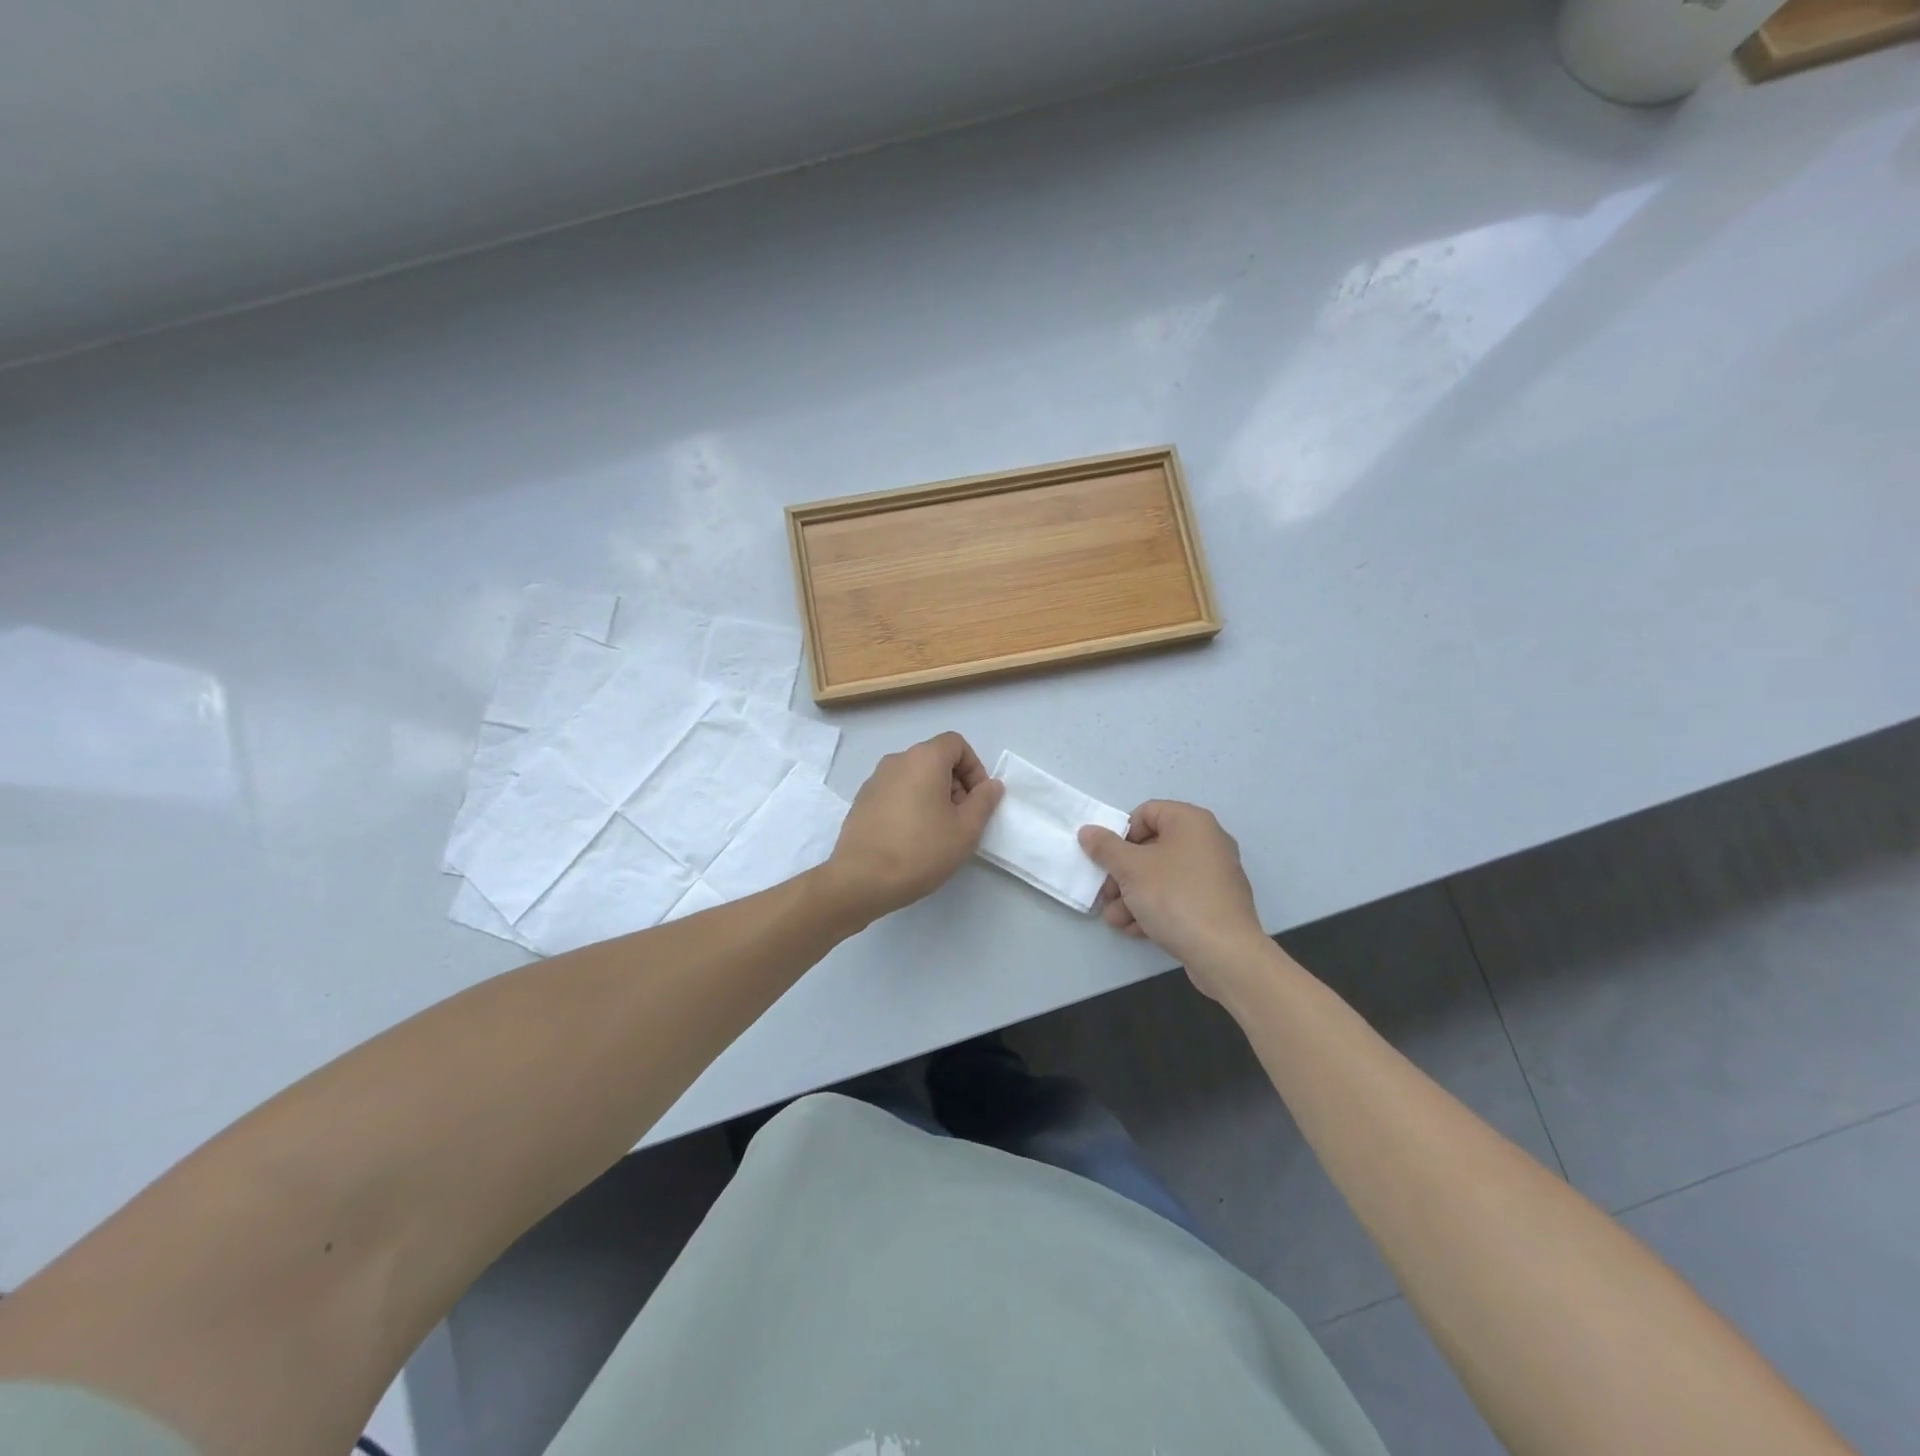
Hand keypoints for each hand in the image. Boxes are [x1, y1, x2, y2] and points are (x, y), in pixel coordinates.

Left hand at [826, 732, 1002, 921]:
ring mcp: (874, 780)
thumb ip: (984, 801)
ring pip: (914, 777)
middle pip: (935, 759)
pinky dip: (910, 805)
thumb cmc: (920, 850)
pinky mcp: (861, 802)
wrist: (861, 879)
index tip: (977, 800)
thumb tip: (991, 785)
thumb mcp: (966, 829)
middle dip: (955, 784)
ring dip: (932, 796)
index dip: (974, 768)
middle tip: (960, 820)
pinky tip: (910, 839)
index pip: (956, 744)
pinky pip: (895, 793)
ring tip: (937, 832)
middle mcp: (896, 760)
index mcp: (924, 758)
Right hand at [1078, 801, 1267, 997]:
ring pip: (1162, 876)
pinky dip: (1155, 907)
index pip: (1146, 813)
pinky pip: (1178, 896)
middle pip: (1151, 848)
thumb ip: (1105, 847)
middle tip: (1107, 894)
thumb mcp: (1130, 869)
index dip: (1121, 835)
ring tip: (1116, 919)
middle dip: (1123, 873)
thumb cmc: (1175, 897)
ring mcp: (1214, 874)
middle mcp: (1207, 841)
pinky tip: (1136, 929)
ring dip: (1133, 895)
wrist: (1224, 953)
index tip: (1108, 860)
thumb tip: (1088, 831)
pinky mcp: (1216, 903)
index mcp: (1191, 822)